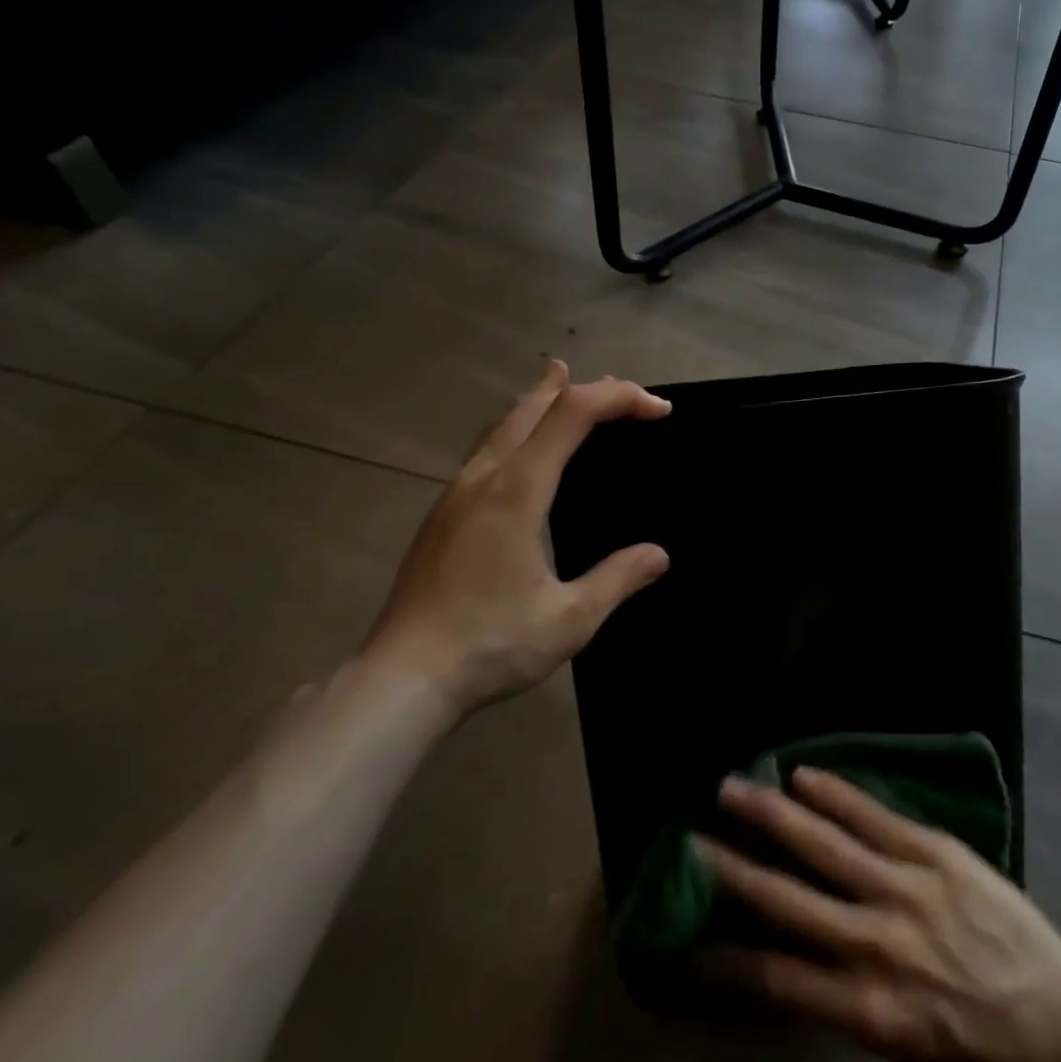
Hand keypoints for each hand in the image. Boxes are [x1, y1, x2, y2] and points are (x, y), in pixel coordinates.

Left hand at [362, 361, 670, 718]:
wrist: (401, 679)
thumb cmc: (490, 644)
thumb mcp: (570, 619)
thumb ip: (618, 579)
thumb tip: (659, 555)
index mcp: (518, 489)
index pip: (574, 414)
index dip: (620, 398)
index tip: (659, 410)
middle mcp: (485, 476)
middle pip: (535, 405)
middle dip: (584, 389)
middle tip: (624, 394)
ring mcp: (457, 492)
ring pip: (503, 422)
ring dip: (541, 399)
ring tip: (563, 382)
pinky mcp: (443, 512)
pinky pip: (486, 446)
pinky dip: (516, 425)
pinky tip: (520, 447)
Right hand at [696, 770, 1060, 1061]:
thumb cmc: (980, 1054)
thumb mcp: (906, 1052)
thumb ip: (850, 1001)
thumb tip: (797, 960)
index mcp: (869, 1009)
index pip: (778, 979)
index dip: (726, 958)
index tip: (687, 941)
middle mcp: (878, 944)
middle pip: (789, 899)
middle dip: (733, 868)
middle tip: (689, 838)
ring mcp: (907, 889)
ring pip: (825, 845)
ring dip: (774, 815)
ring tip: (732, 789)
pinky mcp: (936, 853)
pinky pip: (875, 817)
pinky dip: (836, 795)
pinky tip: (804, 775)